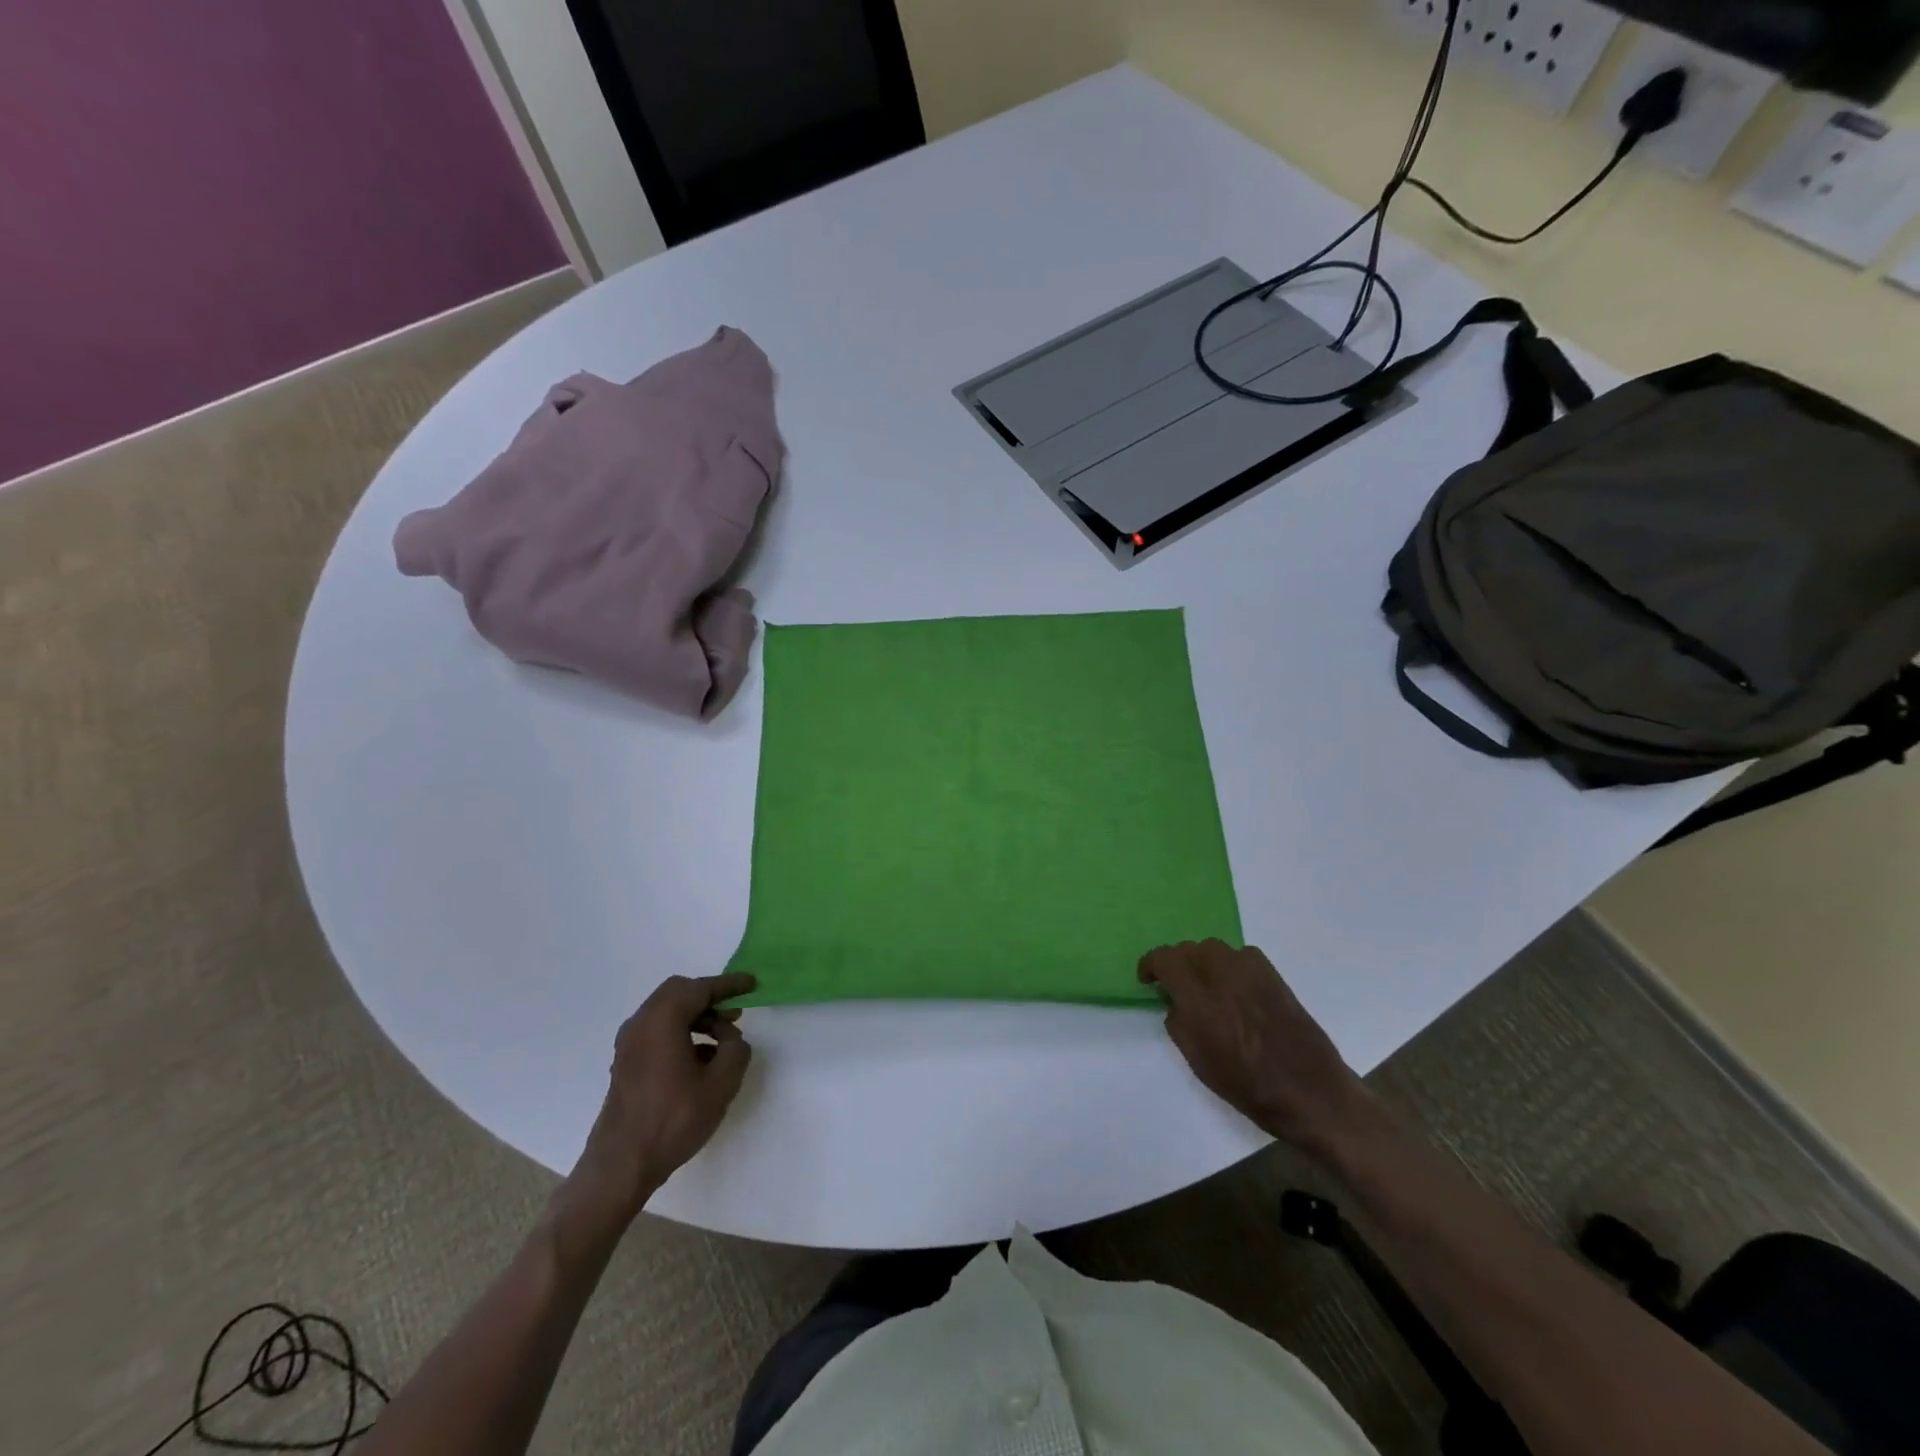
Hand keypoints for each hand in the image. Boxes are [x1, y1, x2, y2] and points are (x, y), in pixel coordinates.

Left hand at [571, 972, 757, 1219]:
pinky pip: (657, 1031)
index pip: (700, 988)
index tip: (752, 984)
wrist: (621, 1166)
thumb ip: (735, 1050)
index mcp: (662, 1020)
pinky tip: (702, 1059)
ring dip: (697, 1017)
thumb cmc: (673, 1119)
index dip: (728, 984)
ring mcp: (629, 1044)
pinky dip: (681, 1032)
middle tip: (736, 1013)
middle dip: (710, 998)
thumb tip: (730, 1039)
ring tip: (724, 1039)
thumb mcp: (721, 1084)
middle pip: (679, 993)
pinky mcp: (626, 1063)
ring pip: (667, 1012)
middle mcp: (641, 1023)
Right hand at [1139, 940, 1375, 1151]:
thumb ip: (1179, 1025)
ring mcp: (1251, 972)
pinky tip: (1236, 987)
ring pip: (1214, 948)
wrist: (1311, 1092)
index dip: (1150, 964)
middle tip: (1176, 986)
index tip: (1148, 979)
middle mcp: (1222, 976)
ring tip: (1206, 985)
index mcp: (1199, 1001)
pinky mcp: (1273, 975)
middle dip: (1177, 963)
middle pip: (1188, 949)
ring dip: (1202, 961)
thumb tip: (1175, 1003)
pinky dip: (1230, 965)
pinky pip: (1241, 955)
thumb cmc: (1250, 1088)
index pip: (1165, 959)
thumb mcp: (1200, 1064)